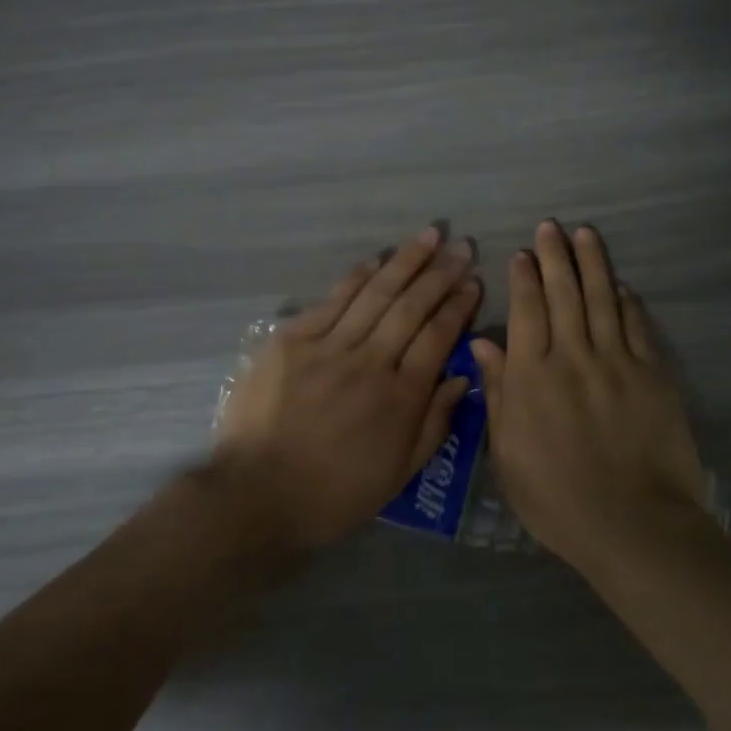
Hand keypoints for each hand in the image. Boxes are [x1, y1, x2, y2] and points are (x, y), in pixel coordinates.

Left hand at [212, 226, 481, 550]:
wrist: (257, 494)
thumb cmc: (334, 492)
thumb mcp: (399, 473)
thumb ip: (435, 424)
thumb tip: (461, 378)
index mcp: (400, 397)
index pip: (437, 337)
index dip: (458, 306)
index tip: (473, 282)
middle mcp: (370, 362)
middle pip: (412, 308)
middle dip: (440, 274)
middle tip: (461, 247)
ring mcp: (329, 347)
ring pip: (375, 295)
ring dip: (405, 262)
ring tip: (429, 236)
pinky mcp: (292, 341)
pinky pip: (332, 301)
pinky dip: (356, 278)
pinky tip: (375, 260)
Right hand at [470, 221, 710, 569]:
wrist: (632, 523)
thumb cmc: (556, 498)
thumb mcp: (507, 453)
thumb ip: (498, 393)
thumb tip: (483, 344)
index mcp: (531, 376)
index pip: (526, 310)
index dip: (524, 278)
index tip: (522, 253)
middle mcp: (572, 356)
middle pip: (563, 293)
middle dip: (555, 256)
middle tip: (551, 227)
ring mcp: (616, 362)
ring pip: (602, 299)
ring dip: (592, 263)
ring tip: (586, 234)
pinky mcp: (651, 375)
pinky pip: (636, 327)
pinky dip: (627, 301)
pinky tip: (621, 285)